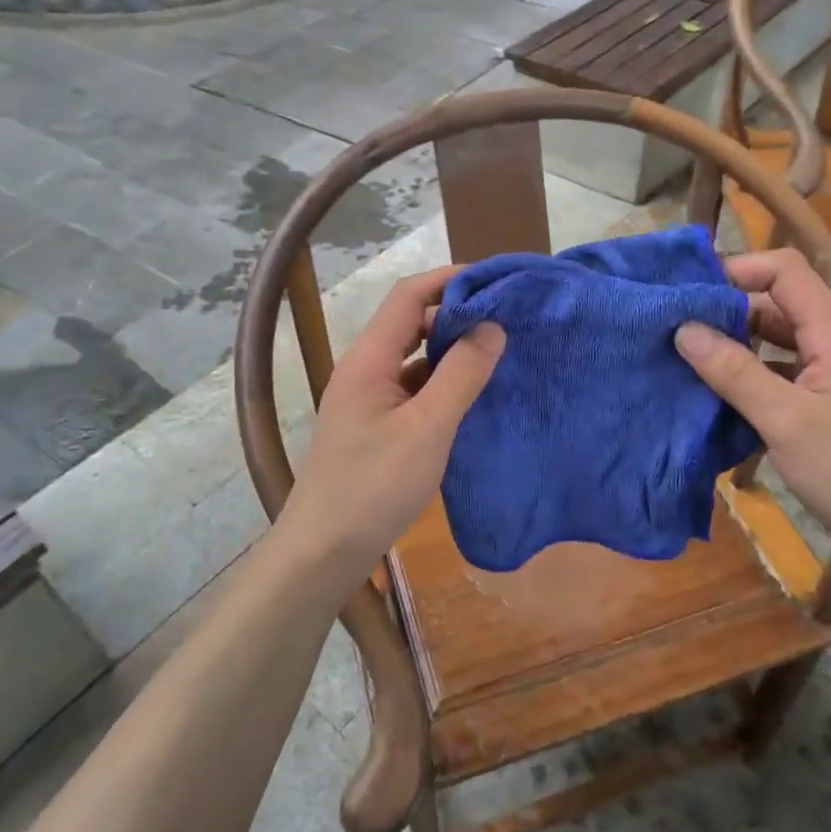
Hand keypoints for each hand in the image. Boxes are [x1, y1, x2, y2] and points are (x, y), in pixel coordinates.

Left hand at [280, 267, 504, 583]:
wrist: (323, 552)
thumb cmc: (374, 487)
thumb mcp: (427, 429)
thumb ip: (461, 375)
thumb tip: (493, 326)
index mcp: (368, 359)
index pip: (409, 296)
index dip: (450, 280)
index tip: (497, 282)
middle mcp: (364, 370)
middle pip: (411, 323)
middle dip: (456, 314)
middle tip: (507, 320)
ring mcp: (368, 400)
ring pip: (414, 358)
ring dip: (452, 351)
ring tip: (499, 353)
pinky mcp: (376, 427)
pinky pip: (414, 389)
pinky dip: (443, 384)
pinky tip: (472, 396)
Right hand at [673, 249, 830, 583]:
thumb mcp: (787, 422)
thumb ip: (734, 371)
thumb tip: (683, 327)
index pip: (785, 270)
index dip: (738, 269)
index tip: (689, 292)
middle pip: (776, 303)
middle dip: (726, 309)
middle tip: (674, 328)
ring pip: (775, 339)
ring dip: (734, 344)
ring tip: (686, 358)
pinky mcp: (827, 402)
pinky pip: (780, 371)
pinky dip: (748, 374)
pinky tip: (717, 393)